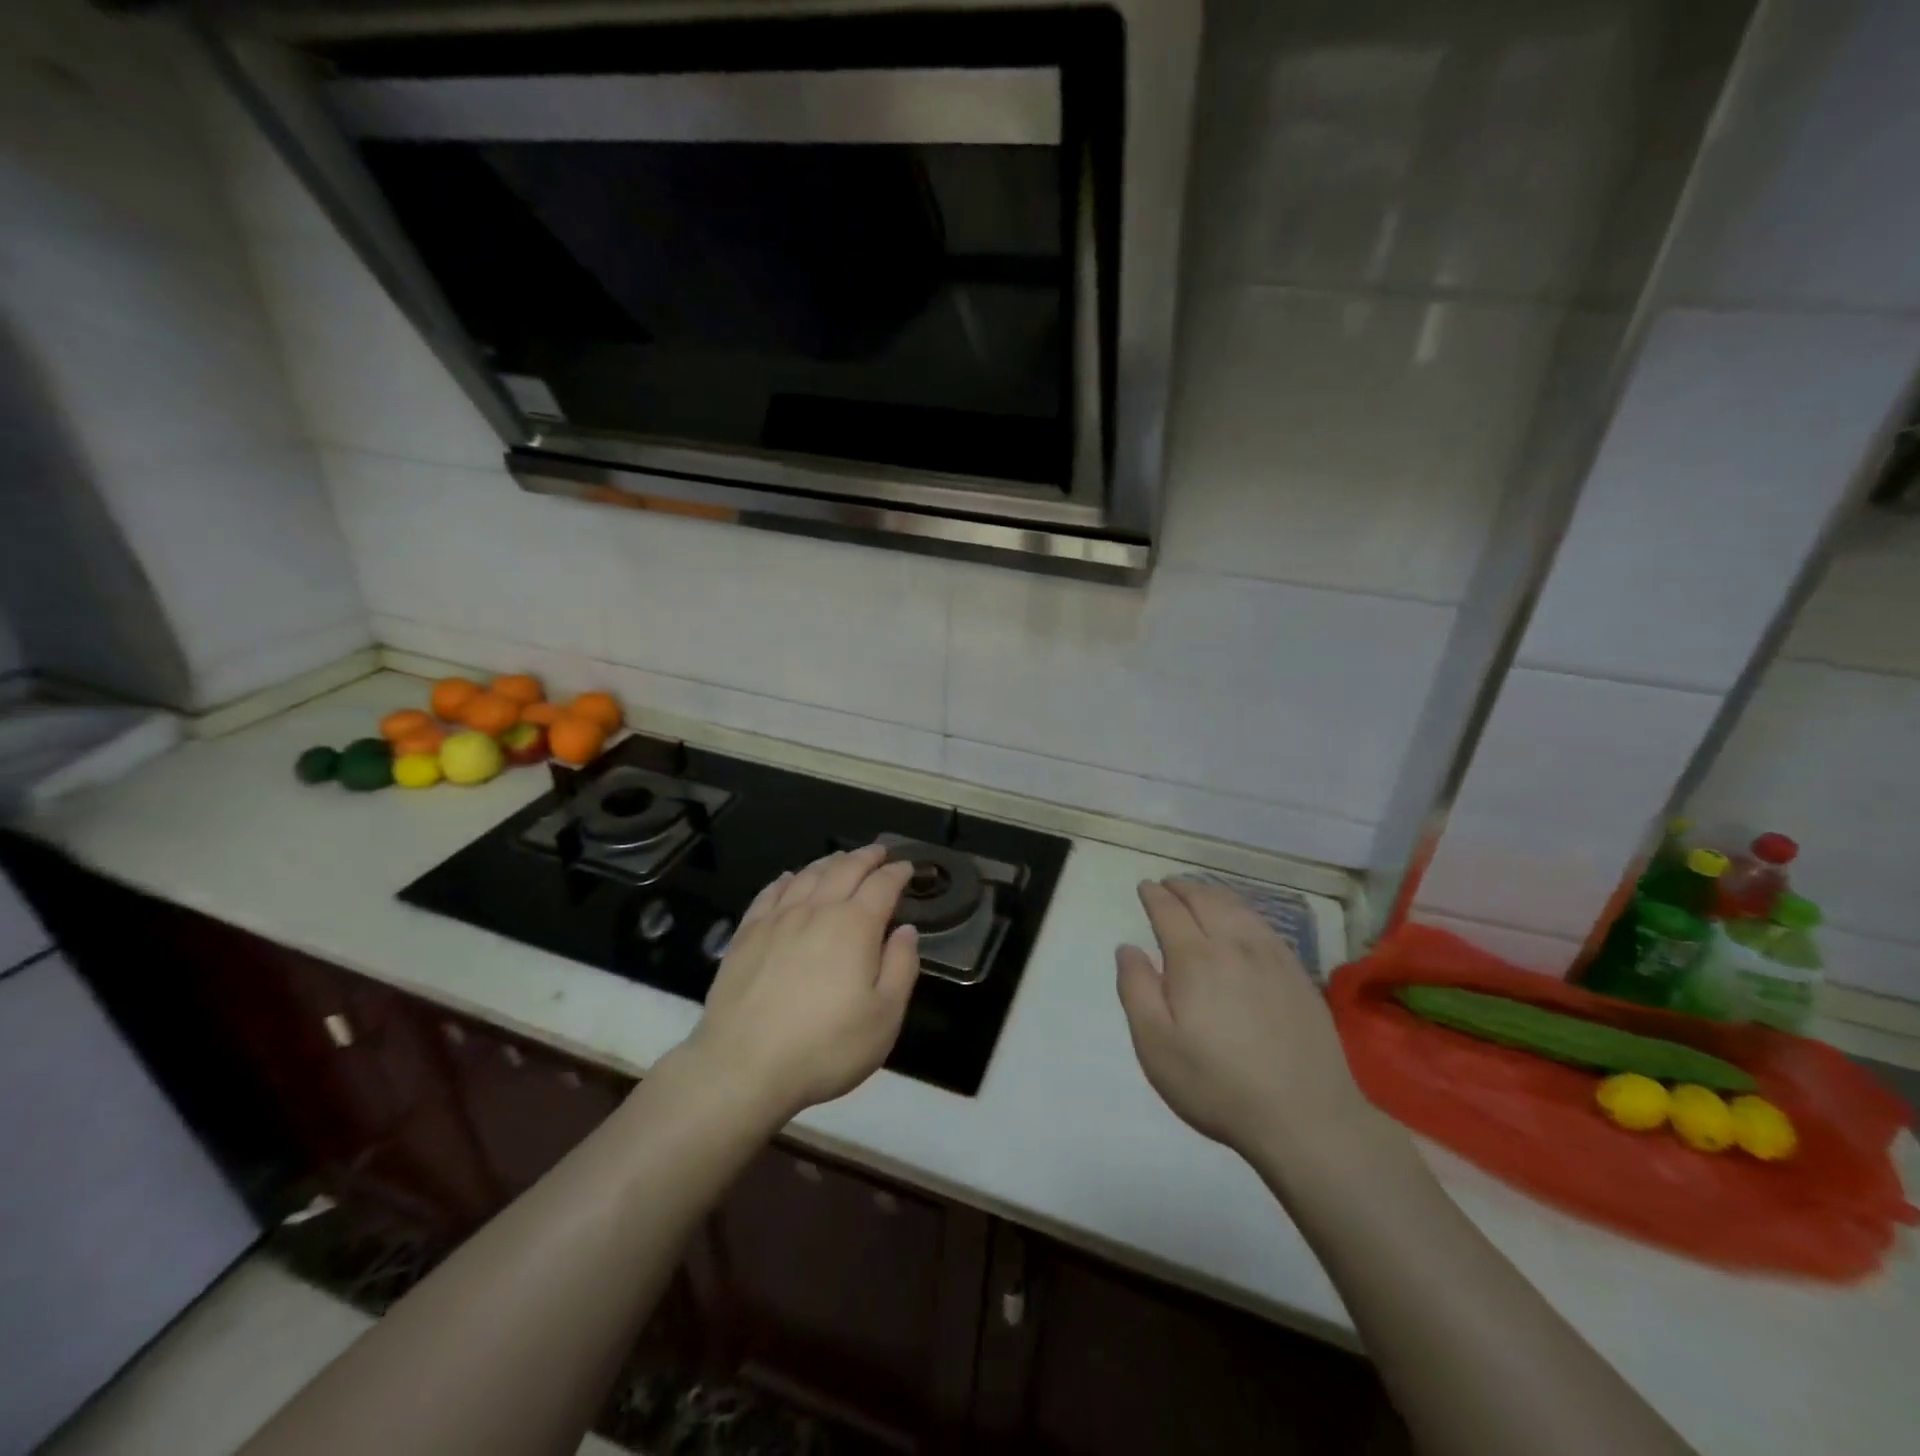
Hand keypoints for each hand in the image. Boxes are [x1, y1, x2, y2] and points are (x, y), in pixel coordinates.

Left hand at [689, 845, 919, 1120]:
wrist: (743, 1067)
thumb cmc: (825, 1047)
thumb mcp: (884, 1017)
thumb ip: (901, 967)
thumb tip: (906, 930)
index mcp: (855, 926)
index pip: (882, 885)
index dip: (897, 873)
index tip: (906, 867)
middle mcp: (817, 910)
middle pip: (844, 870)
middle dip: (865, 857)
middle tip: (878, 852)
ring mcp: (777, 920)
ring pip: (807, 875)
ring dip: (829, 862)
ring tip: (840, 859)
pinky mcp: (746, 934)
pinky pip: (769, 893)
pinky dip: (786, 880)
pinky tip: (788, 879)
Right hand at [1116, 879, 1368, 1159]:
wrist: (1306, 1117)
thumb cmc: (1217, 1084)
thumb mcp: (1156, 1046)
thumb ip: (1136, 990)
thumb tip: (1127, 948)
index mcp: (1195, 959)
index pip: (1169, 911)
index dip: (1154, 895)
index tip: (1145, 887)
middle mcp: (1234, 945)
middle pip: (1206, 900)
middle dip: (1183, 887)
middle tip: (1168, 884)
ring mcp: (1272, 957)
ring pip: (1238, 908)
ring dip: (1213, 893)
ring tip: (1200, 893)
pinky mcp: (1298, 974)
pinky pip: (1265, 924)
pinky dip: (1243, 910)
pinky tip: (1241, 920)